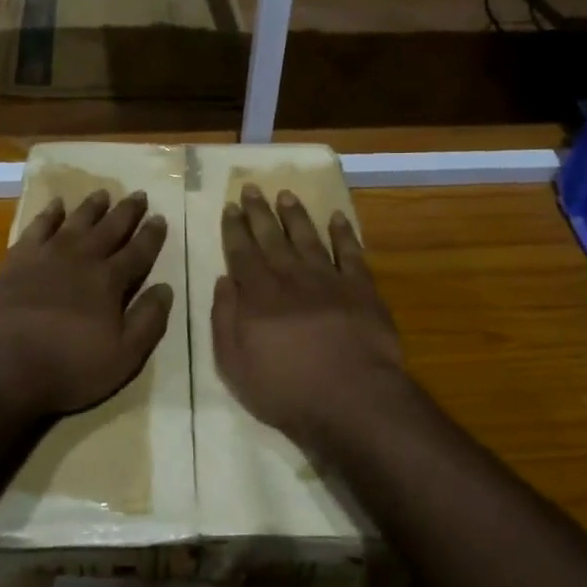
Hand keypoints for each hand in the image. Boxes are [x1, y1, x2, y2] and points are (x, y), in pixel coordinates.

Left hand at [0, 189, 173, 421]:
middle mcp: (81, 259)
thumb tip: (165, 288)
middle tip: (138, 194)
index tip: (160, 217)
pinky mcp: (15, 259)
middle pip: (110, 229)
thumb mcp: (123, 357)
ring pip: (76, 222)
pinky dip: (49, 214)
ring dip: (91, 207)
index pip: (138, 252)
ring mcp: (46, 255)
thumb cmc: (66, 367)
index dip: (151, 236)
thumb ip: (148, 321)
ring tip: (103, 193)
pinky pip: (37, 227)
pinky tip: (55, 205)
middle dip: (127, 212)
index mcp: (109, 282)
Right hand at [211, 185, 411, 451]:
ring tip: (286, 194)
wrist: (352, 398)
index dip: (234, 228)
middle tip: (251, 187)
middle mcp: (291, 278)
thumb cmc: (287, 390)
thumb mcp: (235, 366)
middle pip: (271, 238)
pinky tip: (337, 217)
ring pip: (308, 238)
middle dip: (259, 212)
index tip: (230, 206)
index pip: (241, 252)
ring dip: (296, 215)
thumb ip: (225, 320)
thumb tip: (224, 280)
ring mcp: (328, 280)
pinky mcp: (361, 289)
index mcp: (258, 296)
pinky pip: (351, 253)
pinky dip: (343, 233)